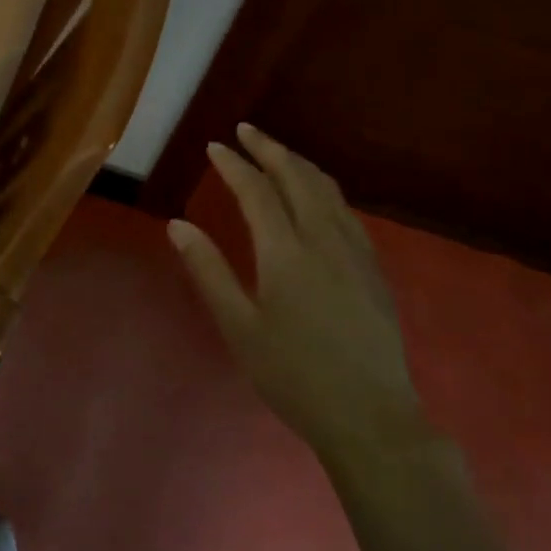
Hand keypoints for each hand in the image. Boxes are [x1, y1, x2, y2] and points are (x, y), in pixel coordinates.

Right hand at [167, 124, 426, 456]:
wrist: (371, 418)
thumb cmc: (294, 376)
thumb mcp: (239, 328)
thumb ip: (209, 271)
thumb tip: (178, 225)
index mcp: (286, 253)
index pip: (257, 192)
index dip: (234, 165)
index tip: (215, 146)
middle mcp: (323, 239)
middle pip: (297, 177)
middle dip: (269, 148)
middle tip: (246, 131)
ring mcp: (355, 251)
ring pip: (326, 189)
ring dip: (298, 163)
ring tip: (277, 152)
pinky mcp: (373, 267)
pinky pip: (345, 209)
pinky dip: (323, 187)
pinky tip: (316, 195)